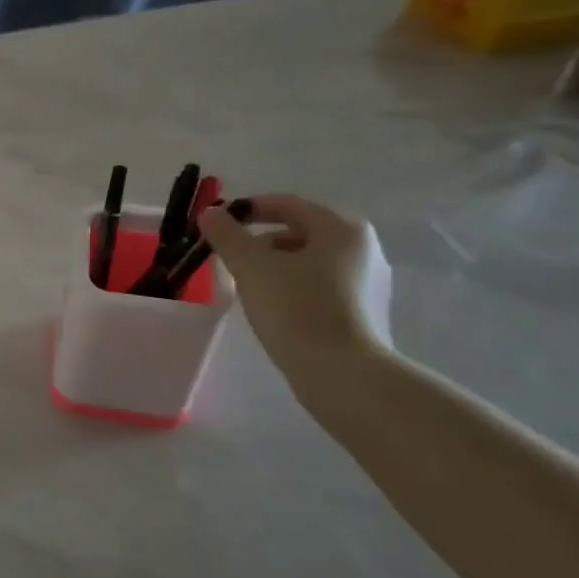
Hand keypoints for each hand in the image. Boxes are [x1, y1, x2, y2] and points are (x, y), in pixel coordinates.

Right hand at [196, 194, 393, 396]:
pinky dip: (292, 287)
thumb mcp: (251, 267)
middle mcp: (362, 247)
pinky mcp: (364, 311)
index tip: (217, 224)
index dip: (247, 209)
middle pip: (298, 232)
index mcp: (341, 228)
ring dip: (274, 266)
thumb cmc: (296, 309)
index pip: (287, 204)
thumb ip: (227, 235)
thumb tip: (210, 213)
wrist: (341, 372)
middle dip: (259, 242)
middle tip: (228, 260)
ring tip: (246, 287)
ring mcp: (368, 281)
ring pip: (308, 261)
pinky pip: (319, 285)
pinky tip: (273, 309)